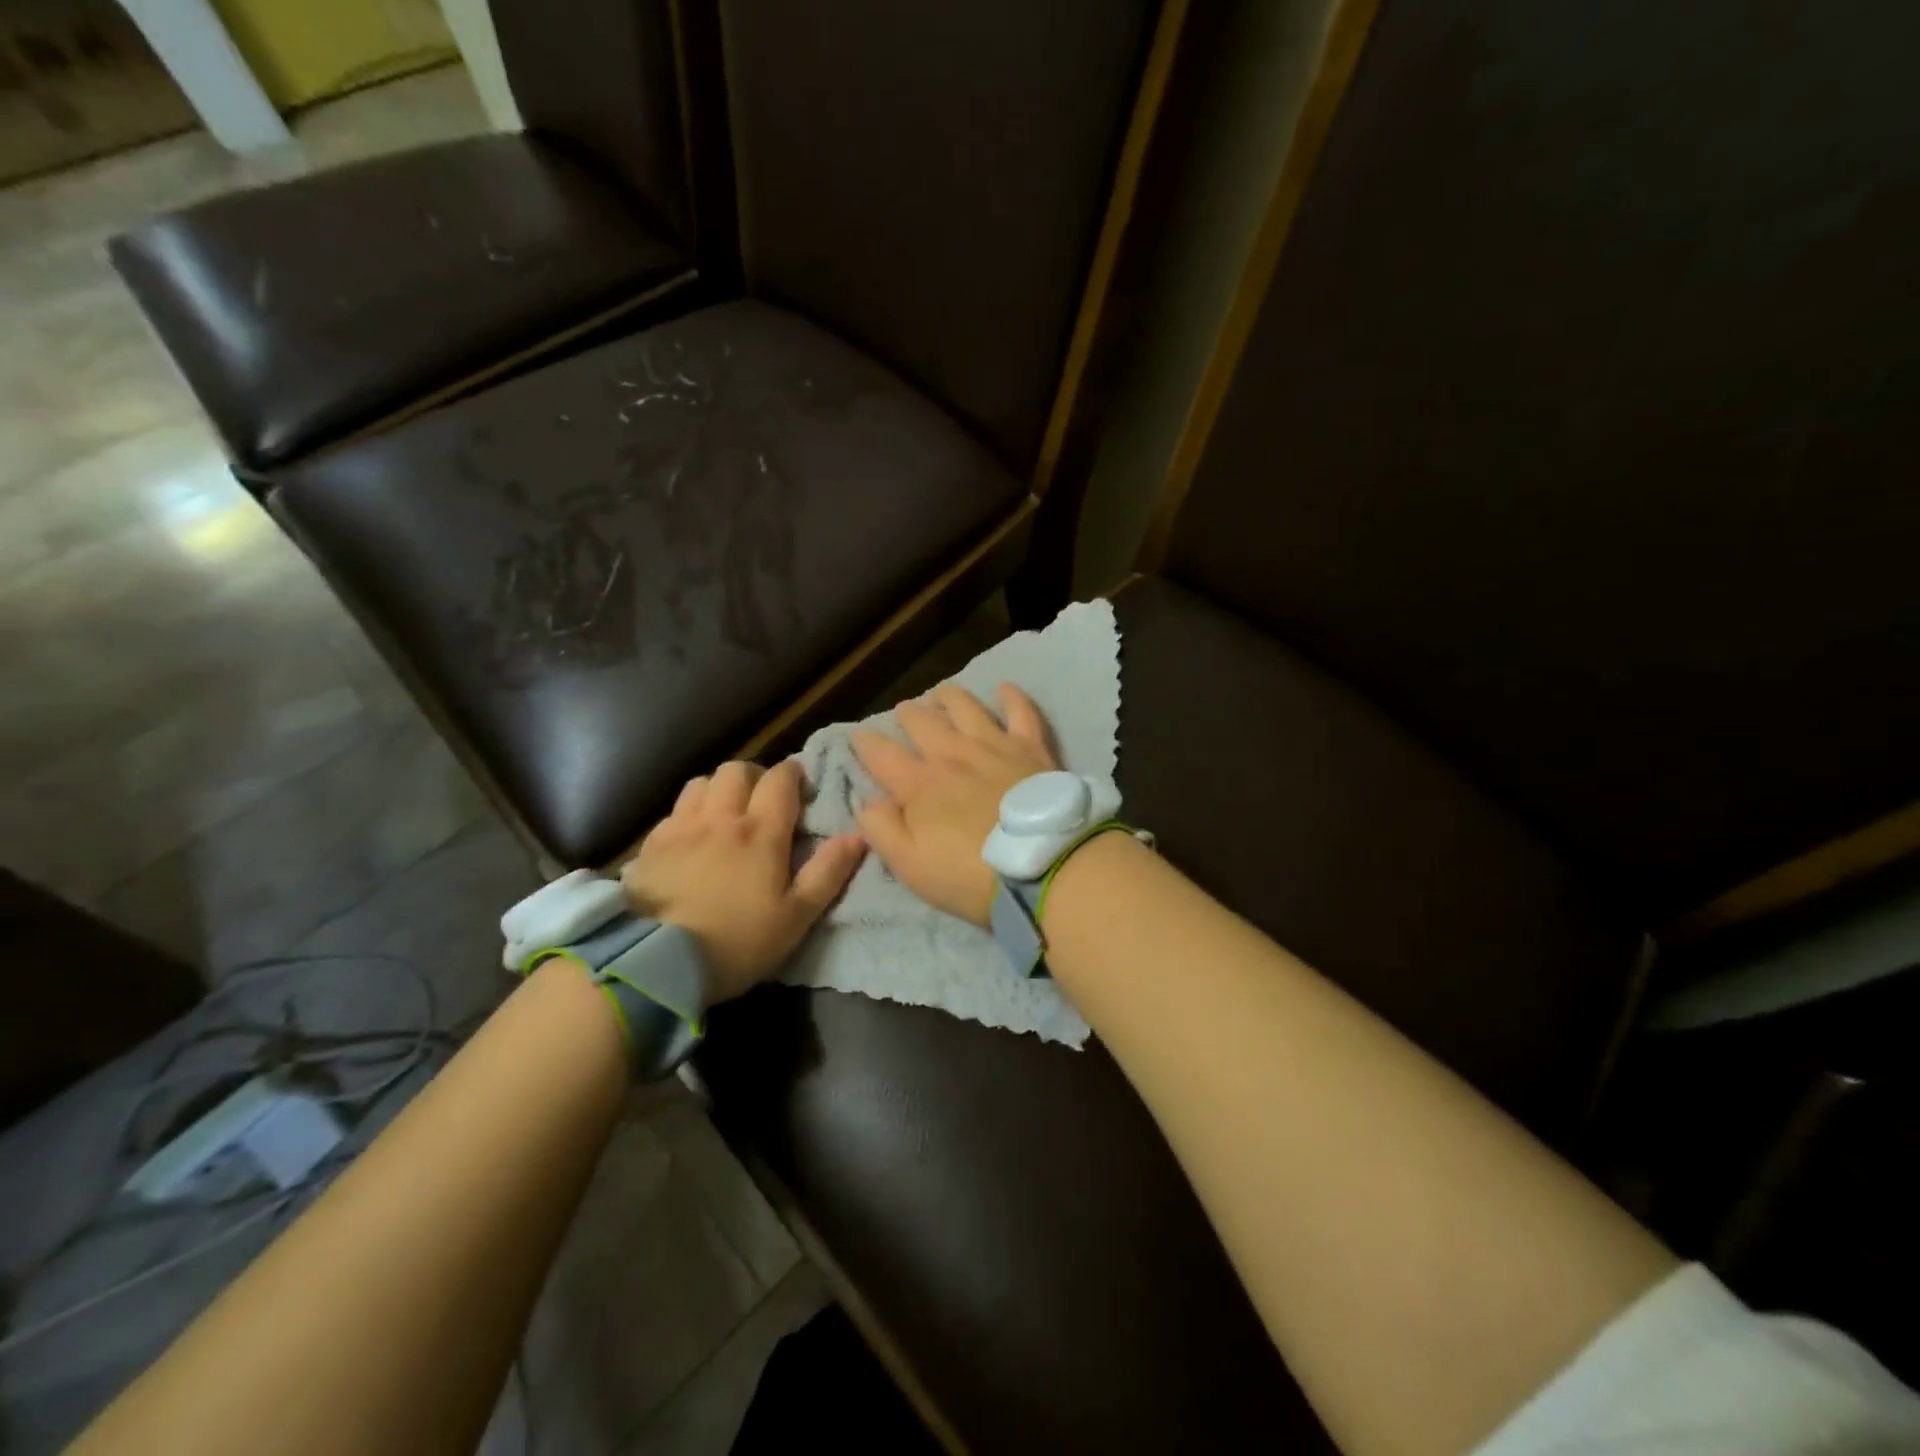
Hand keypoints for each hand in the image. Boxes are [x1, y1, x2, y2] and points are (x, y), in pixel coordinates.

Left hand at [622, 759, 864, 1001]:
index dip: (793, 774)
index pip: (780, 779)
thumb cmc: (737, 941)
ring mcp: (681, 827)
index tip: (800, 787)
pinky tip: (691, 837)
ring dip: (719, 789)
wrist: (655, 963)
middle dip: (755, 776)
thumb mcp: (795, 917)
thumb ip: (828, 872)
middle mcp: (720, 817)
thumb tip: (857, 835)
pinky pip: (675, 810)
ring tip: (726, 813)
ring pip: (702, 782)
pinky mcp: (650, 844)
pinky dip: (689, 812)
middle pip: (737, 770)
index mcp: (760, 831)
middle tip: (763, 800)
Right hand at [852, 683, 1056, 926]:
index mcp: (919, 785)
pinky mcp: (1031, 748)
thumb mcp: (910, 866)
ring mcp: (994, 746)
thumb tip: (868, 802)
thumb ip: (881, 830)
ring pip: (966, 707)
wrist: (1043, 867)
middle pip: (922, 722)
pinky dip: (1011, 697)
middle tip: (904, 711)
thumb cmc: (971, 875)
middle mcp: (952, 755)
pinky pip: (1020, 712)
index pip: (882, 754)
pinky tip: (1004, 688)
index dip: (865, 743)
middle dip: (908, 714)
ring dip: (949, 697)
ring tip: (941, 692)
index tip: (858, 736)